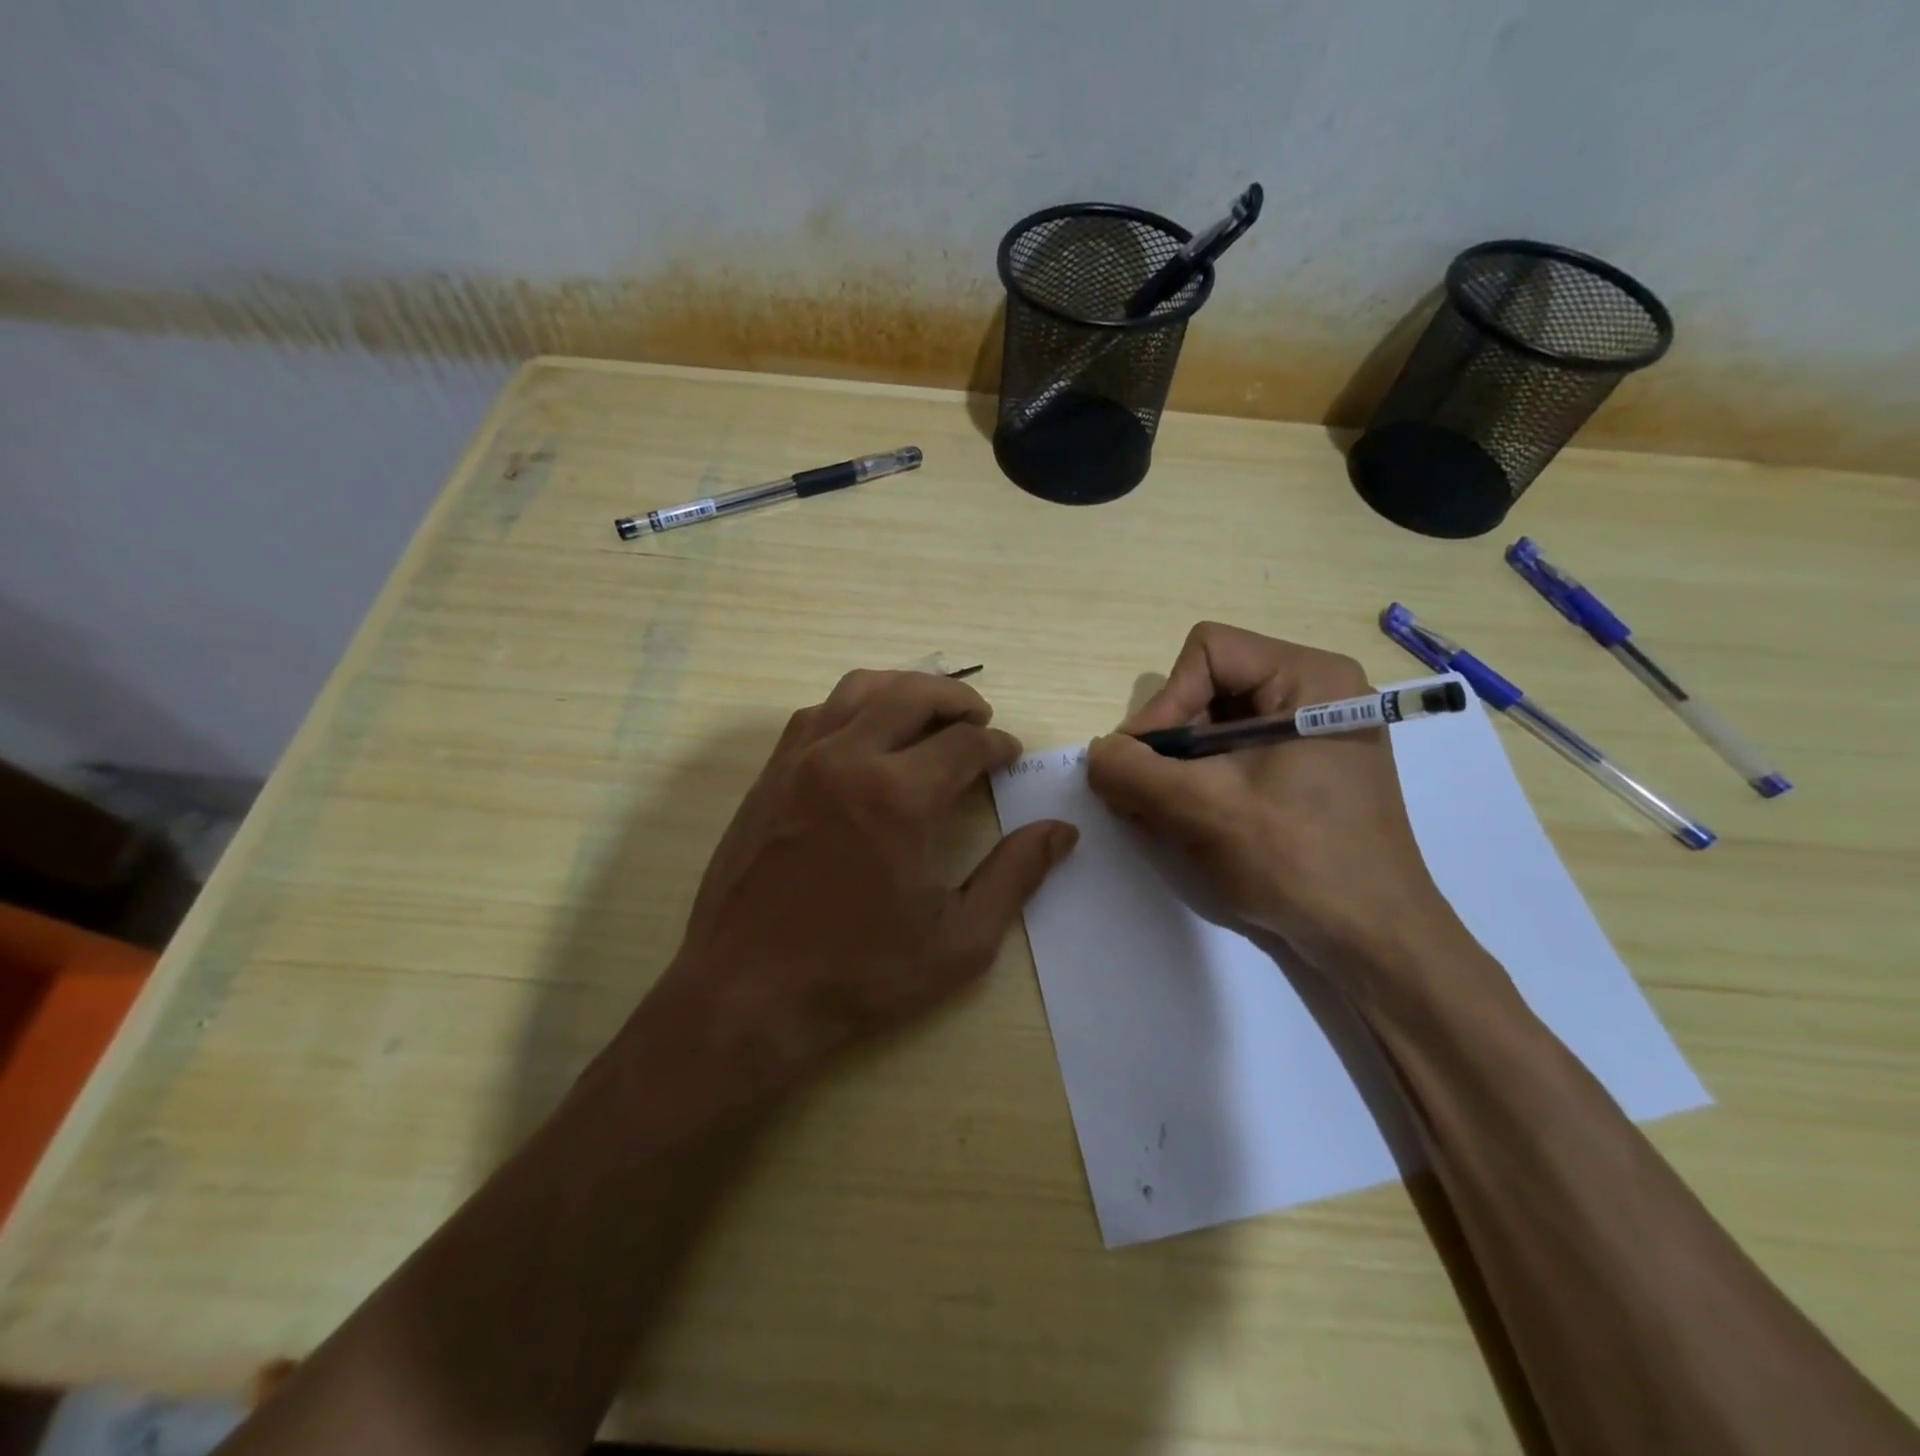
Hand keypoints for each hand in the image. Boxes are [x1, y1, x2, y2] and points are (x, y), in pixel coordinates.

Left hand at [647, 669, 1077, 1104]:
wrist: (746, 994)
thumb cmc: (858, 974)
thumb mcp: (958, 941)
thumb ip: (1014, 877)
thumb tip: (1061, 832)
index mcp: (898, 797)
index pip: (964, 743)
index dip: (997, 744)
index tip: (1011, 755)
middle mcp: (846, 759)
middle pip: (913, 693)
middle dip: (958, 699)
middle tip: (981, 720)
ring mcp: (800, 760)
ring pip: (860, 688)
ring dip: (905, 689)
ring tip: (930, 714)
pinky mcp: (770, 773)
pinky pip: (818, 712)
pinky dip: (855, 706)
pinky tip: (868, 735)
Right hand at [1086, 623, 1468, 989]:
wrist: (1373, 940)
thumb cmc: (1298, 861)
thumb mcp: (1202, 809)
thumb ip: (1133, 771)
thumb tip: (1098, 754)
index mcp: (1310, 678)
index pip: (1207, 653)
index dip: (1165, 702)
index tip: (1145, 763)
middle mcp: (1316, 692)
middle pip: (1209, 687)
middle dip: (1169, 741)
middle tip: (1146, 794)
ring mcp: (1313, 733)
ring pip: (1216, 725)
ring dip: (1179, 767)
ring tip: (1164, 813)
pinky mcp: (1306, 770)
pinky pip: (1235, 754)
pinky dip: (1202, 781)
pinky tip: (1191, 821)